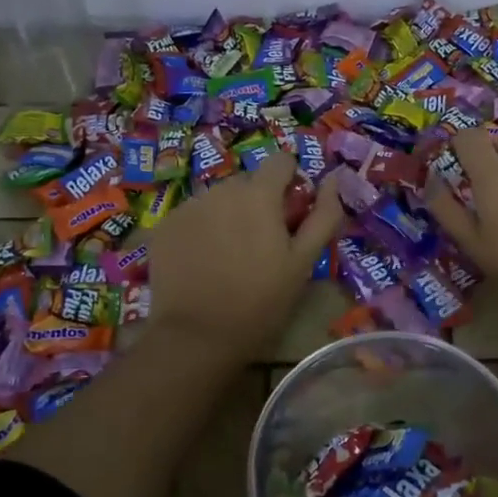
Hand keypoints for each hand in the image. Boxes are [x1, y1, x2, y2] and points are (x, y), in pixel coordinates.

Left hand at [144, 151, 343, 360]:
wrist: (197, 335)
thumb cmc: (261, 301)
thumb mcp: (304, 262)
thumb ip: (323, 215)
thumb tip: (333, 179)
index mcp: (259, 194)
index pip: (281, 161)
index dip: (291, 182)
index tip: (291, 214)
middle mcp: (221, 189)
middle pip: (249, 182)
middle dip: (258, 203)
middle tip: (261, 244)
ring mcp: (188, 206)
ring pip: (219, 199)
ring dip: (229, 215)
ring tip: (229, 256)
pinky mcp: (164, 226)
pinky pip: (192, 216)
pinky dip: (202, 230)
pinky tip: (204, 262)